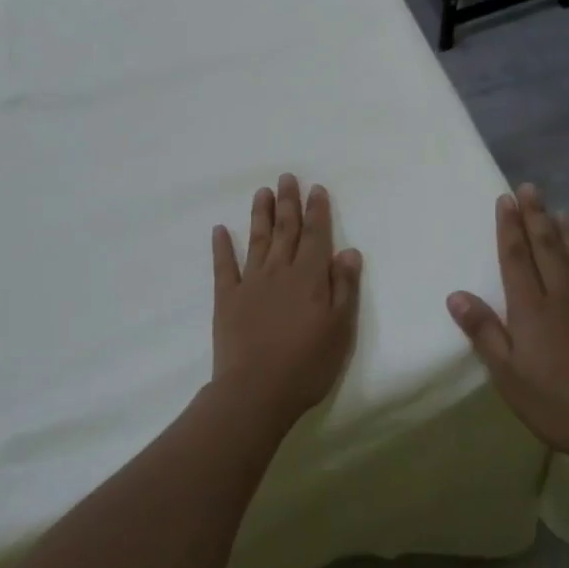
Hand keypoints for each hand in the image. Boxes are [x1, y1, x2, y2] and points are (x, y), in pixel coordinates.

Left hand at [210, 174, 362, 428]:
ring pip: (257, 239)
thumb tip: (349, 250)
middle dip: (288, 202)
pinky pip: (224, 266)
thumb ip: (345, 287)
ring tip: (262, 192)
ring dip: (261, 214)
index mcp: (310, 277)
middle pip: (286, 229)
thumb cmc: (307, 363)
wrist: (256, 390)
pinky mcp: (226, 298)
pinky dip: (221, 246)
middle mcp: (280, 271)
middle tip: (287, 177)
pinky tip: (219, 230)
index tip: (316, 189)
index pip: (316, 235)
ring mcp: (250, 282)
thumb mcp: (340, 328)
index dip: (317, 210)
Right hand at [446, 184, 568, 459]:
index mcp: (531, 308)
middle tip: (530, 188)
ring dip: (567, 233)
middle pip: (546, 248)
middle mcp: (562, 296)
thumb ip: (484, 331)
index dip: (508, 227)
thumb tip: (456, 294)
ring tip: (559, 210)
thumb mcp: (508, 374)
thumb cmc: (556, 403)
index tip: (505, 199)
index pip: (515, 257)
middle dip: (536, 216)